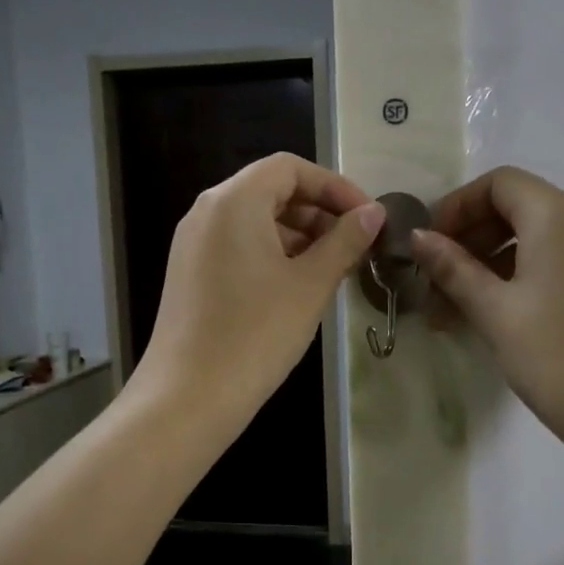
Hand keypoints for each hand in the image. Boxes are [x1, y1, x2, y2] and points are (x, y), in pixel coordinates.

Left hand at [133, 154, 383, 429]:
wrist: (190, 396)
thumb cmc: (257, 333)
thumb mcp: (310, 284)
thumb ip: (345, 241)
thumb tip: (373, 213)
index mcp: (234, 201)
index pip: (290, 168)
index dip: (334, 187)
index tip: (367, 217)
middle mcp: (207, 211)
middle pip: (271, 190)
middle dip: (318, 212)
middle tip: (355, 246)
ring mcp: (193, 243)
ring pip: (255, 220)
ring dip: (299, 235)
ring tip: (333, 269)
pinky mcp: (190, 272)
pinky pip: (238, 246)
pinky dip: (273, 254)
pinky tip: (298, 286)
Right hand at [410, 167, 563, 456]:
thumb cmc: (559, 360)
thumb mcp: (496, 313)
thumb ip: (453, 268)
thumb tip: (418, 236)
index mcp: (560, 216)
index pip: (499, 183)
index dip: (456, 207)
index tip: (428, 248)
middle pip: (518, 207)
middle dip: (470, 239)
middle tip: (436, 285)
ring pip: (538, 237)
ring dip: (492, 263)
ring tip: (458, 311)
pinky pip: (560, 259)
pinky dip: (523, 275)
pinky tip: (499, 315)